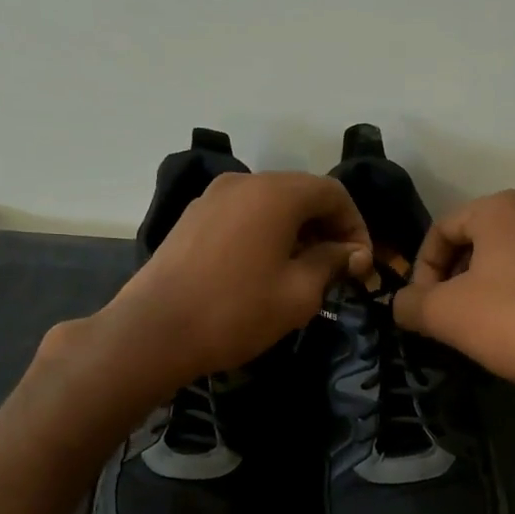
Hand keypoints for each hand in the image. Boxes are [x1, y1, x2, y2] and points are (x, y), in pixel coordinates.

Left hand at [97, 171, 371, 389]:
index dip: (356, 225)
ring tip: (303, 272)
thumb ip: (332, 264)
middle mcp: (244, 182)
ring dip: (296, 231)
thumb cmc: (236, 312)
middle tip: (338, 269)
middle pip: (301, 193)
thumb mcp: (298, 294)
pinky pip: (242, 215)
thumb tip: (351, 253)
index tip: (361, 264)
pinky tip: (264, 269)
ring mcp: (212, 198)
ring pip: (270, 204)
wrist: (154, 331)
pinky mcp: (192, 218)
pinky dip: (265, 233)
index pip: (333, 193)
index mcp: (275, 193)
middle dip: (327, 227)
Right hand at [393, 190, 514, 397]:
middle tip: (445, 316)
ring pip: (509, 260)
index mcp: (502, 209)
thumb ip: (410, 303)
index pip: (442, 230)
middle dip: (454, 279)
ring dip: (485, 288)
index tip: (421, 306)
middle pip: (477, 242)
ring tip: (479, 326)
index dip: (422, 269)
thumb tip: (401, 304)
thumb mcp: (444, 314)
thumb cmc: (513, 322)